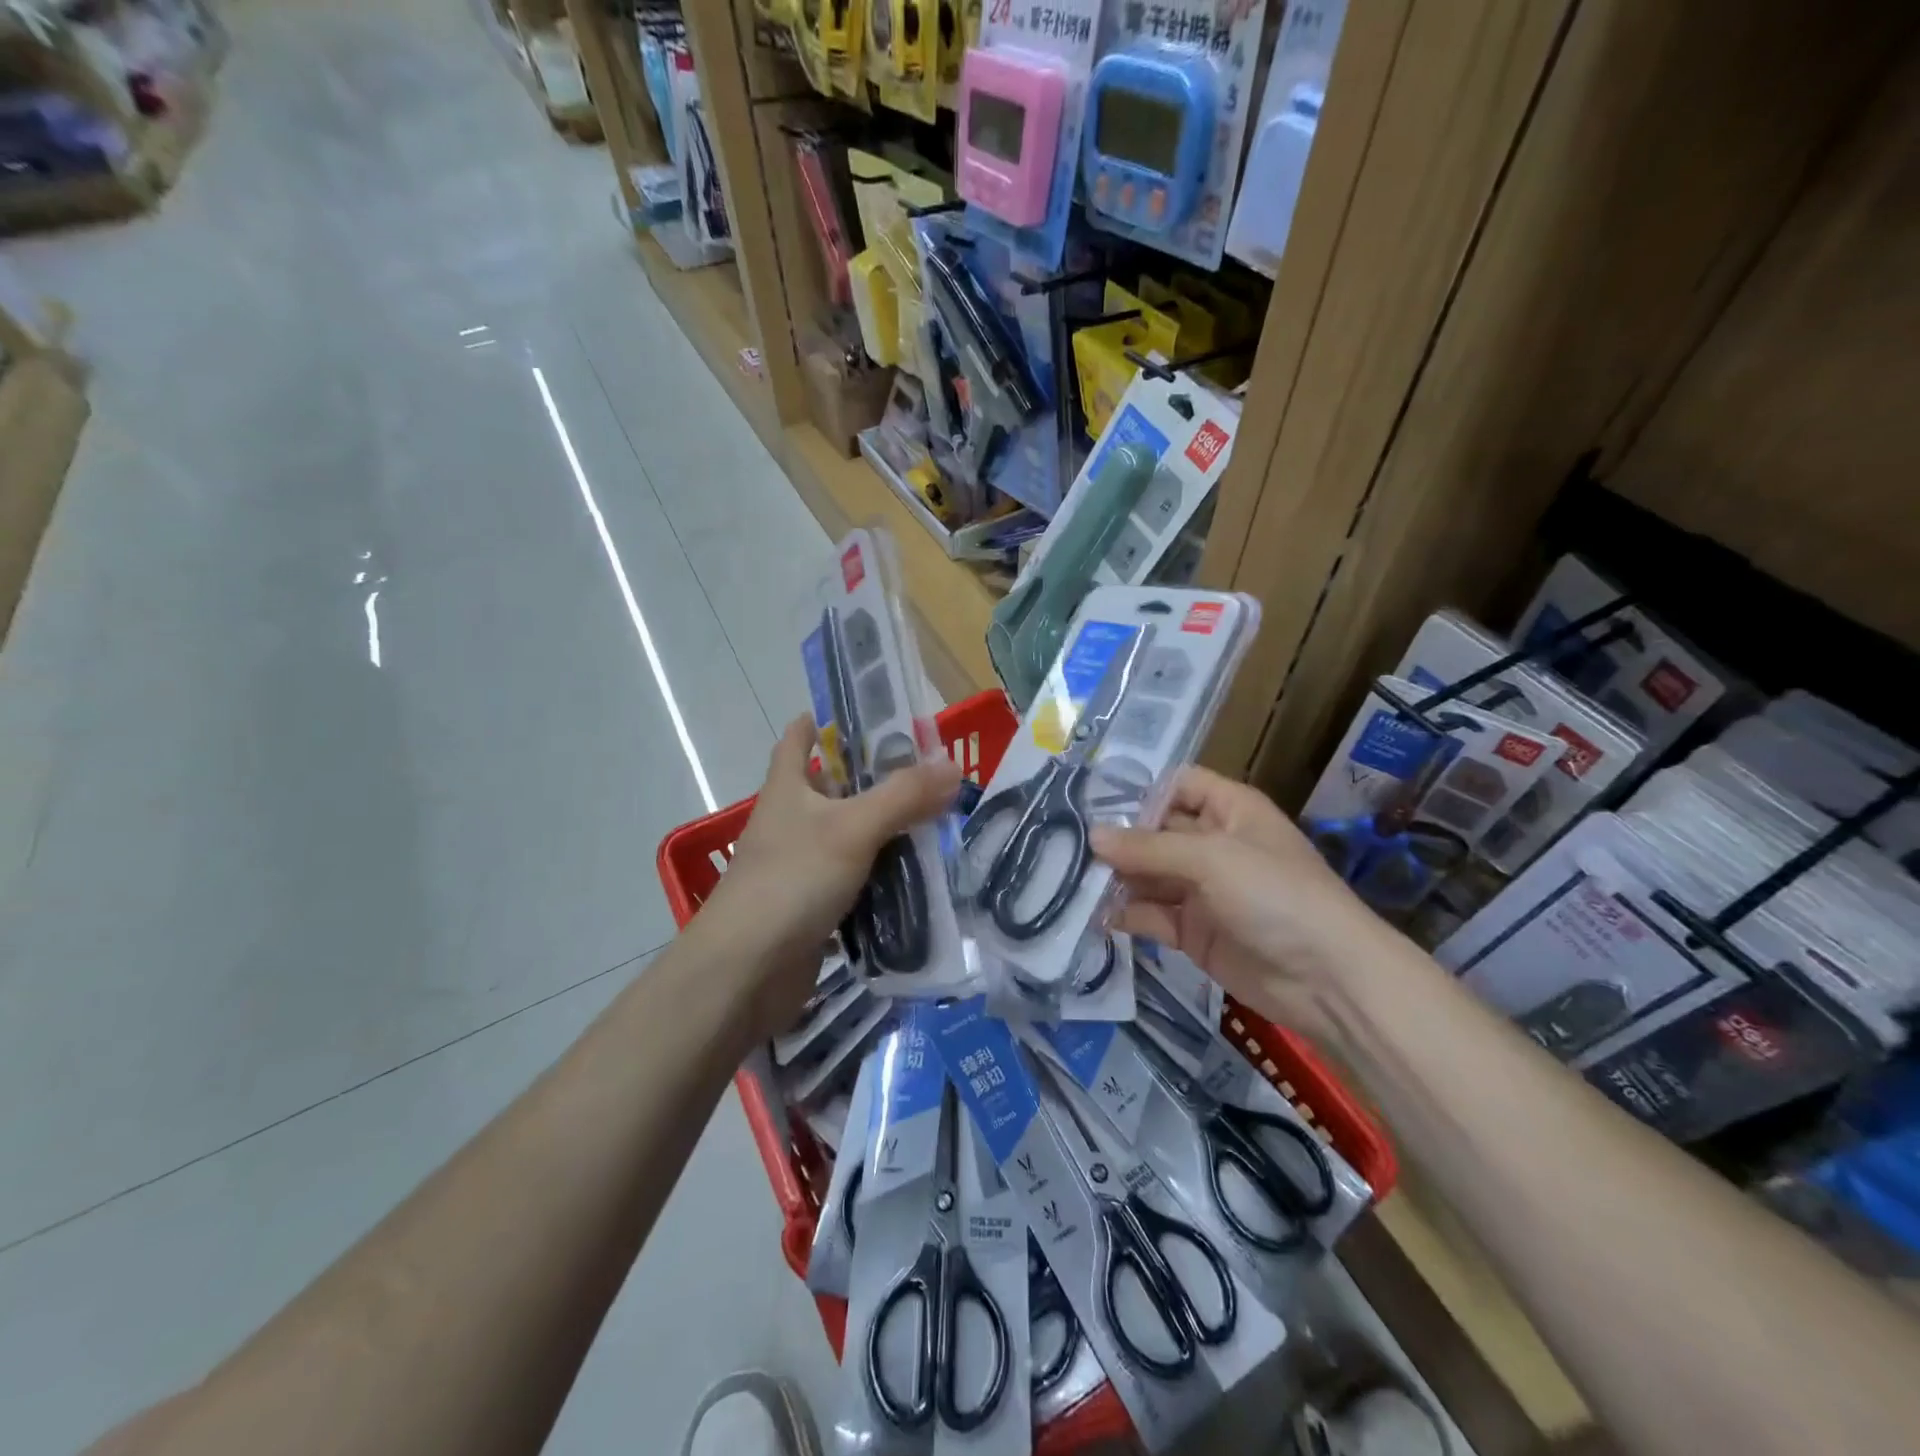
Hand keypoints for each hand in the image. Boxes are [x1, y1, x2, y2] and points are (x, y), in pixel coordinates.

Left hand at [703, 716, 960, 1036]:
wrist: (745, 971)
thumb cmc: (792, 881)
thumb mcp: (853, 828)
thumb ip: (904, 795)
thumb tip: (952, 765)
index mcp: (788, 788)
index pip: (798, 739)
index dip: (824, 721)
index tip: (866, 714)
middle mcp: (791, 821)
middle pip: (835, 789)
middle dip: (876, 781)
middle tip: (929, 775)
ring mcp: (800, 866)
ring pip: (850, 838)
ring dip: (886, 833)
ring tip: (937, 824)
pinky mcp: (812, 907)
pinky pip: (855, 882)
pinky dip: (882, 878)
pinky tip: (918, 878)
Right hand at [1090, 766, 1388, 1036]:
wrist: (1328, 981)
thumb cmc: (1275, 896)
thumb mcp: (1212, 859)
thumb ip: (1149, 848)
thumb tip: (1093, 836)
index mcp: (1229, 810)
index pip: (1178, 785)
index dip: (1140, 791)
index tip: (1091, 802)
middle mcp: (1213, 844)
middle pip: (1156, 831)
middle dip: (1117, 838)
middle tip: (1065, 844)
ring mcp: (1203, 890)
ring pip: (1149, 875)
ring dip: (1115, 878)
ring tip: (1069, 878)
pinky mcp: (1194, 932)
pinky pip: (1152, 915)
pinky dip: (1126, 915)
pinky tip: (1094, 915)